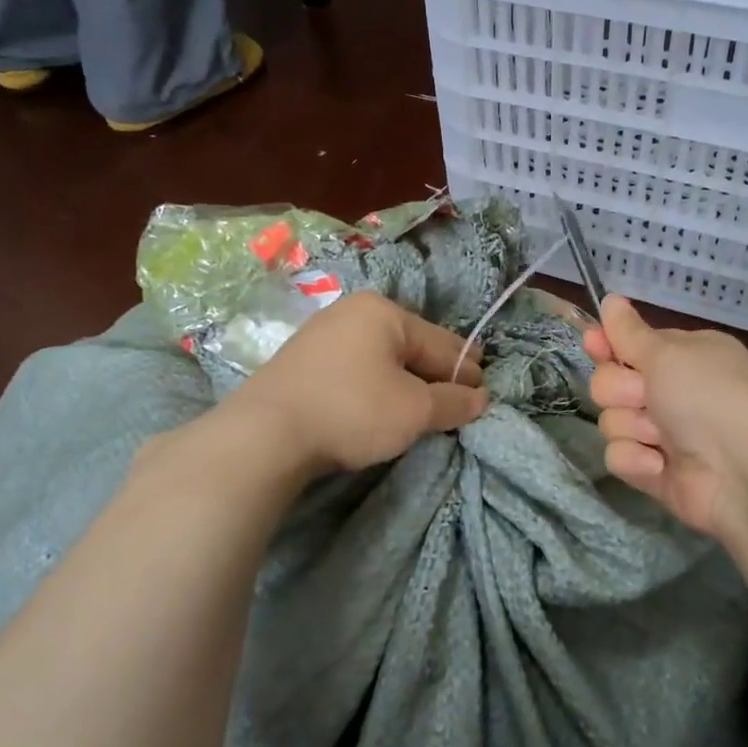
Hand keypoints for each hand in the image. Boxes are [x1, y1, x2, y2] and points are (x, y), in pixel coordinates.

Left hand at [219, 291, 489, 474]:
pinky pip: (355, 369)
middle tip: (457, 403)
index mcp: (385, 312)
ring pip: (382, 359)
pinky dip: (375, 386)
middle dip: (436, 375)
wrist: (264, 434)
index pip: (442, 344)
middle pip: (412, 347)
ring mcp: (322, 334)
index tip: (484, 395)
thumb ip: (454, 402)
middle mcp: (353, 312)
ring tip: (421, 409)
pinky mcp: (301, 361)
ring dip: (405, 382)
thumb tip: (481, 398)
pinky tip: (379, 406)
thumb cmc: (352, 411)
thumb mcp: (415, 410)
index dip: (466, 372)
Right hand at [583, 295, 747, 544]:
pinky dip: (636, 459)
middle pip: (610, 382)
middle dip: (620, 390)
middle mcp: (673, 391)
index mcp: (683, 356)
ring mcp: (662, 433)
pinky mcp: (654, 470)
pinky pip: (619, 456)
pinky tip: (659, 464)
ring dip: (632, 426)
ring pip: (611, 421)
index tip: (594, 343)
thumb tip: (610, 298)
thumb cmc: (706, 395)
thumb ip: (629, 331)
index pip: (631, 345)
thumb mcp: (667, 352)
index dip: (608, 345)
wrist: (740, 469)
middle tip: (644, 395)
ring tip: (660, 436)